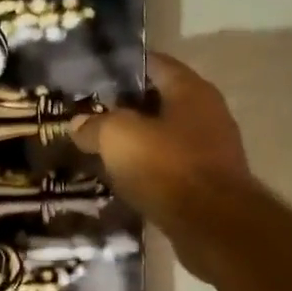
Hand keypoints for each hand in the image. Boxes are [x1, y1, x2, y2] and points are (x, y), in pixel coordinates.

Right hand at [72, 53, 258, 273]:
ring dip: (136, 144)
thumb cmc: (167, 168)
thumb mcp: (118, 137)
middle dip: (125, 109)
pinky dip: (148, 172)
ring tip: (100, 152)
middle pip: (159, 102)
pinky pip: (170, 169)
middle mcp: (207, 113)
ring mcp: (211, 151)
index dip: (121, 68)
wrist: (213, 226)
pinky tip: (123, 182)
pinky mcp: (207, 185)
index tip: (91, 79)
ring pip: (164, 138)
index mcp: (190, 90)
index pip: (153, 64)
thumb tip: (78, 124)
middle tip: (90, 119)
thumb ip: (95, 125)